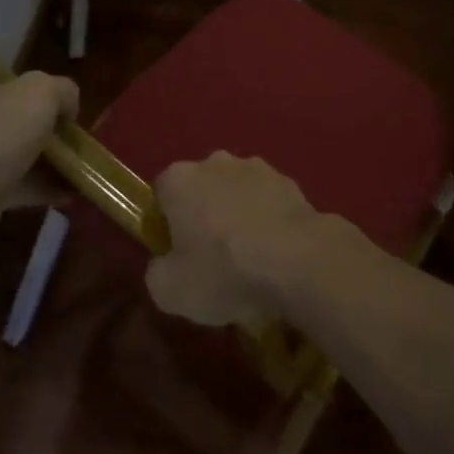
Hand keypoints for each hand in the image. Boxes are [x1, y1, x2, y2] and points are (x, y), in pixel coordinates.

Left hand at [0, 52, 78, 242]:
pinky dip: (44, 188)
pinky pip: (19, 187)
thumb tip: (66, 108)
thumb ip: (60, 92)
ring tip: (75, 159)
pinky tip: (73, 190)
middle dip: (10, 116)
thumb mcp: (40, 93)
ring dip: (38, 157)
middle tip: (49, 119)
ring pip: (7, 153)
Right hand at [144, 152, 330, 326]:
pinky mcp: (288, 181)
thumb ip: (156, 272)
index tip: (176, 254)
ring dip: (237, 215)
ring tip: (249, 259)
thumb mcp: (170, 291)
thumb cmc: (223, 270)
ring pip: (236, 192)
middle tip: (211, 258)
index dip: (165, 223)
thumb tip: (164, 264)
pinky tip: (275, 253)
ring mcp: (256, 167)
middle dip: (203, 215)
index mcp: (179, 179)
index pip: (161, 193)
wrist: (297, 260)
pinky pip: (267, 202)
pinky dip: (267, 220)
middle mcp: (215, 162)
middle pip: (200, 188)